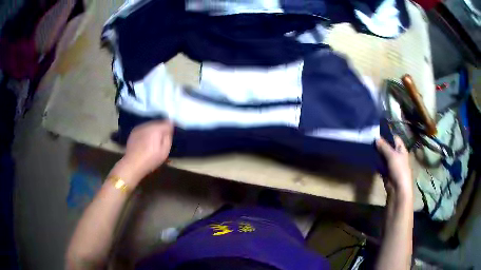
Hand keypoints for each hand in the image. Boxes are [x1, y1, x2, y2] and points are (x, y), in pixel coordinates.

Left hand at [122, 121, 172, 179]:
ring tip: (153, 141)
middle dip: (161, 129)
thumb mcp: (165, 151)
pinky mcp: (133, 132)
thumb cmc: (151, 159)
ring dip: (153, 131)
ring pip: (150, 125)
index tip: (171, 133)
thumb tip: (170, 128)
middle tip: (162, 139)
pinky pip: (143, 129)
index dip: (170, 127)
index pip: (167, 123)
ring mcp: (139, 128)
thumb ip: (168, 137)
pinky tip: (145, 142)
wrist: (133, 164)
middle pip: (158, 123)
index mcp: (156, 129)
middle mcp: (147, 125)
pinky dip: (146, 133)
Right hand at [376, 136, 412, 200]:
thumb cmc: (399, 169)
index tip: (376, 132)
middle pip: (388, 147)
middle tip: (370, 139)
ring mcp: (392, 164)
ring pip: (383, 156)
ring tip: (368, 147)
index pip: (394, 138)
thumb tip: (376, 138)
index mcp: (401, 149)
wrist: (398, 189)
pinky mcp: (386, 172)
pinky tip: (370, 159)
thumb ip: (384, 146)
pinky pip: (381, 165)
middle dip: (380, 144)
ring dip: (377, 153)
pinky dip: (376, 163)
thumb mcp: (392, 155)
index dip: (387, 134)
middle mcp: (397, 155)